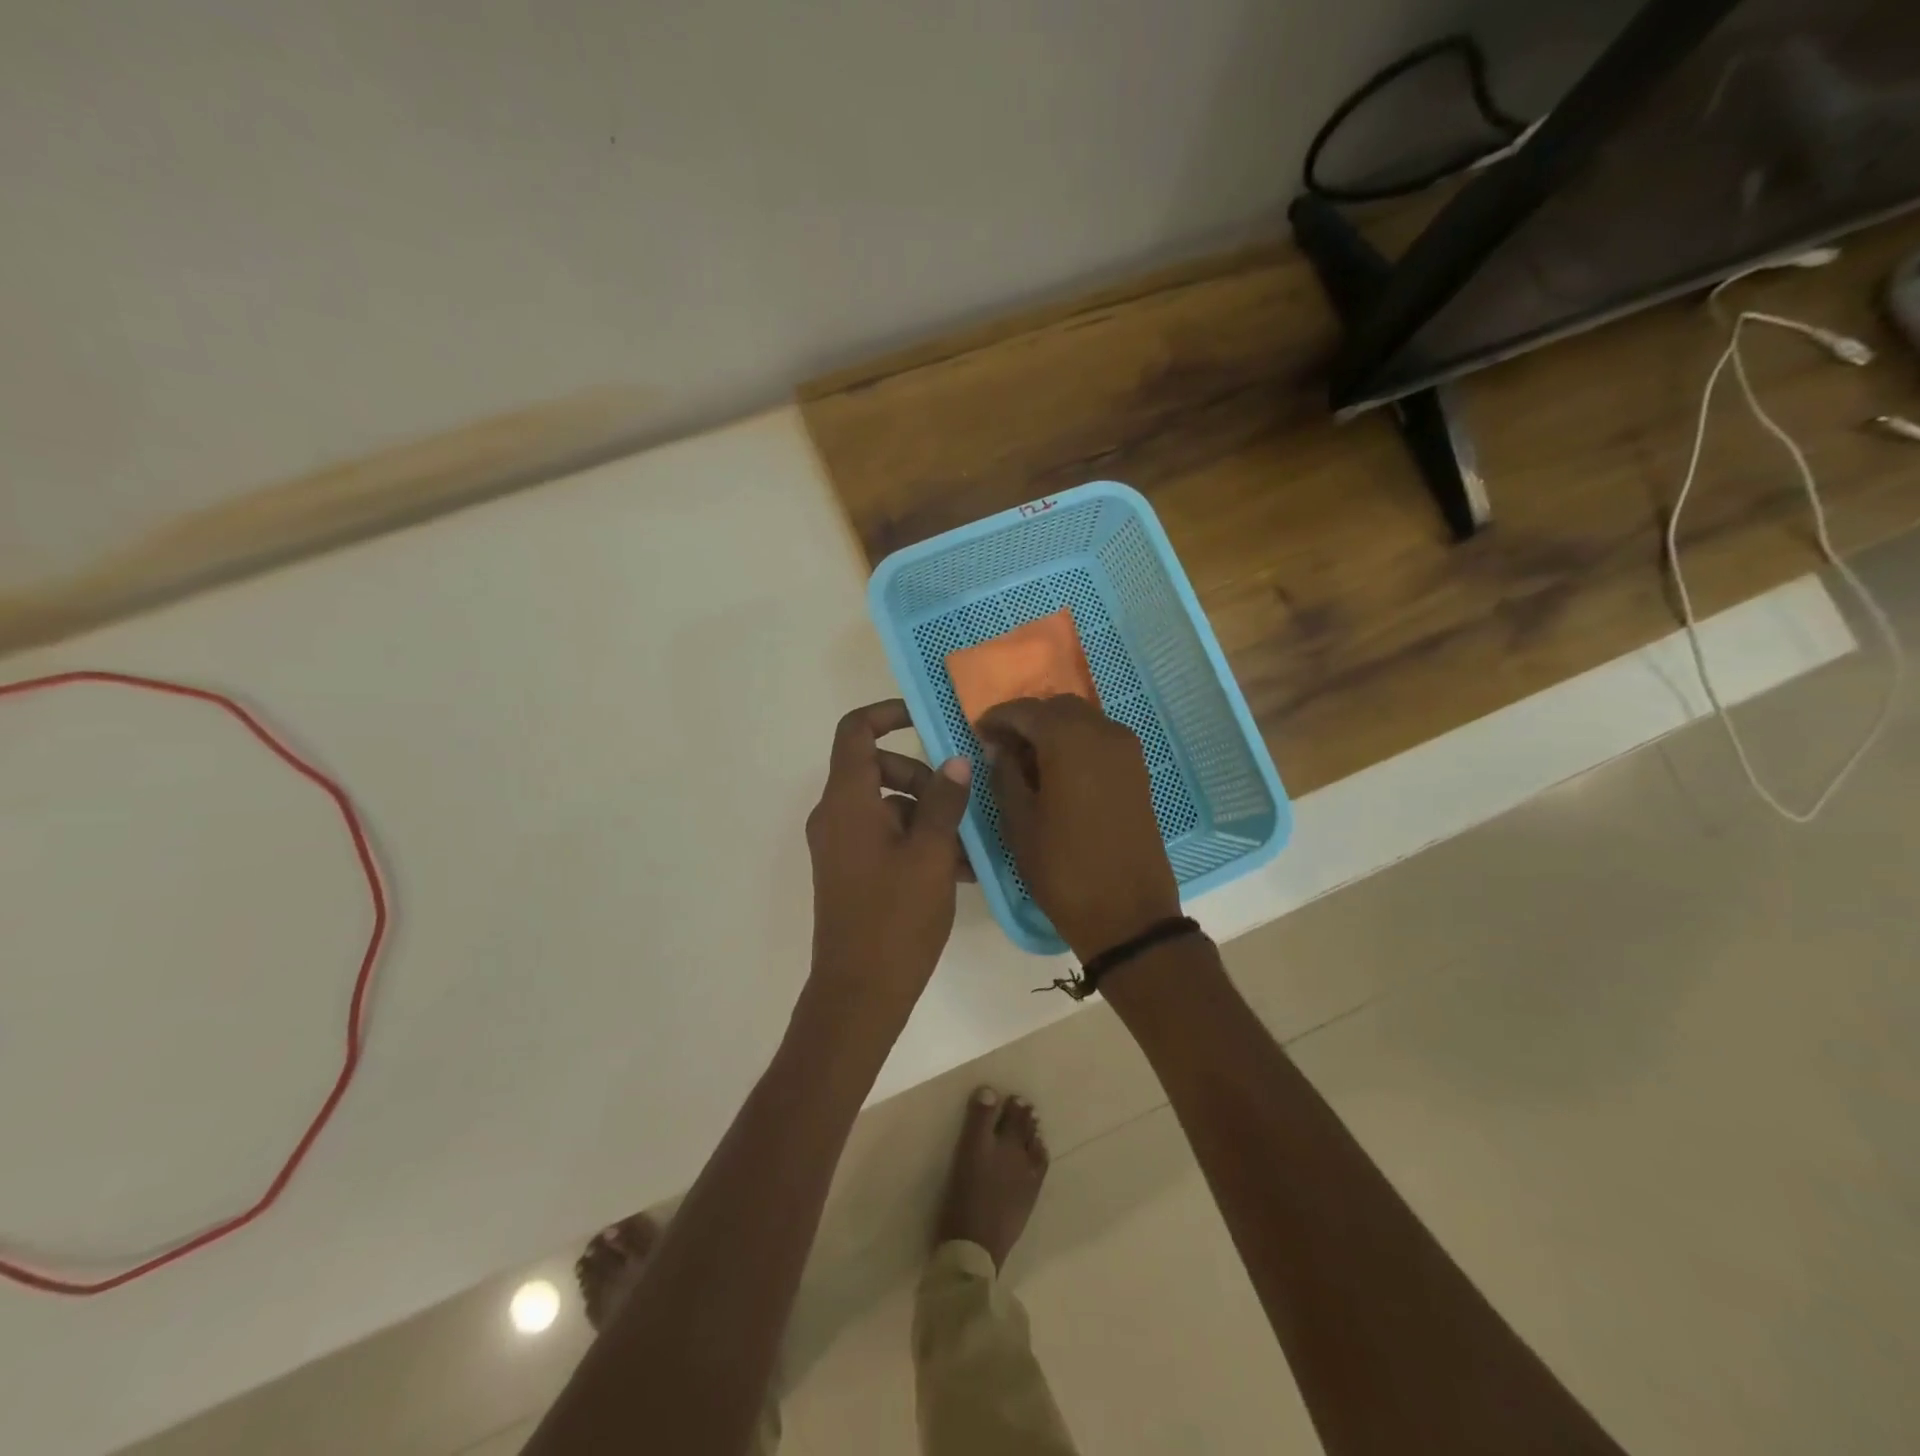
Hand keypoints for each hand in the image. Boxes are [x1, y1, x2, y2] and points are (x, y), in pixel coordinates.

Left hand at [806, 700, 972, 1013]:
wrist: (859, 993)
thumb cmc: (895, 918)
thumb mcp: (931, 854)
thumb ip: (944, 801)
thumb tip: (956, 761)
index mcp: (847, 801)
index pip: (856, 732)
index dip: (888, 714)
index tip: (928, 719)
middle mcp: (836, 816)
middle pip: (877, 769)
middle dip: (923, 777)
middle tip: (961, 802)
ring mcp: (841, 846)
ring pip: (887, 807)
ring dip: (928, 816)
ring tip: (970, 847)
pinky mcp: (851, 872)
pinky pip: (885, 838)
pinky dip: (917, 842)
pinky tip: (958, 870)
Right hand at [978, 696, 1181, 960]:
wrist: (1127, 913)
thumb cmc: (1063, 869)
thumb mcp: (1019, 823)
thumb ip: (1005, 775)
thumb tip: (1000, 749)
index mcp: (1070, 740)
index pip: (1026, 710)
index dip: (998, 718)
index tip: (978, 733)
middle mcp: (1103, 733)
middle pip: (1058, 708)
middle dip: (1028, 721)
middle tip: (1002, 748)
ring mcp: (1127, 751)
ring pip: (1082, 721)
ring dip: (1053, 732)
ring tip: (1027, 763)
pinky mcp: (1138, 771)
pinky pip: (1100, 741)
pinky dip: (1076, 745)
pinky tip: (1057, 774)